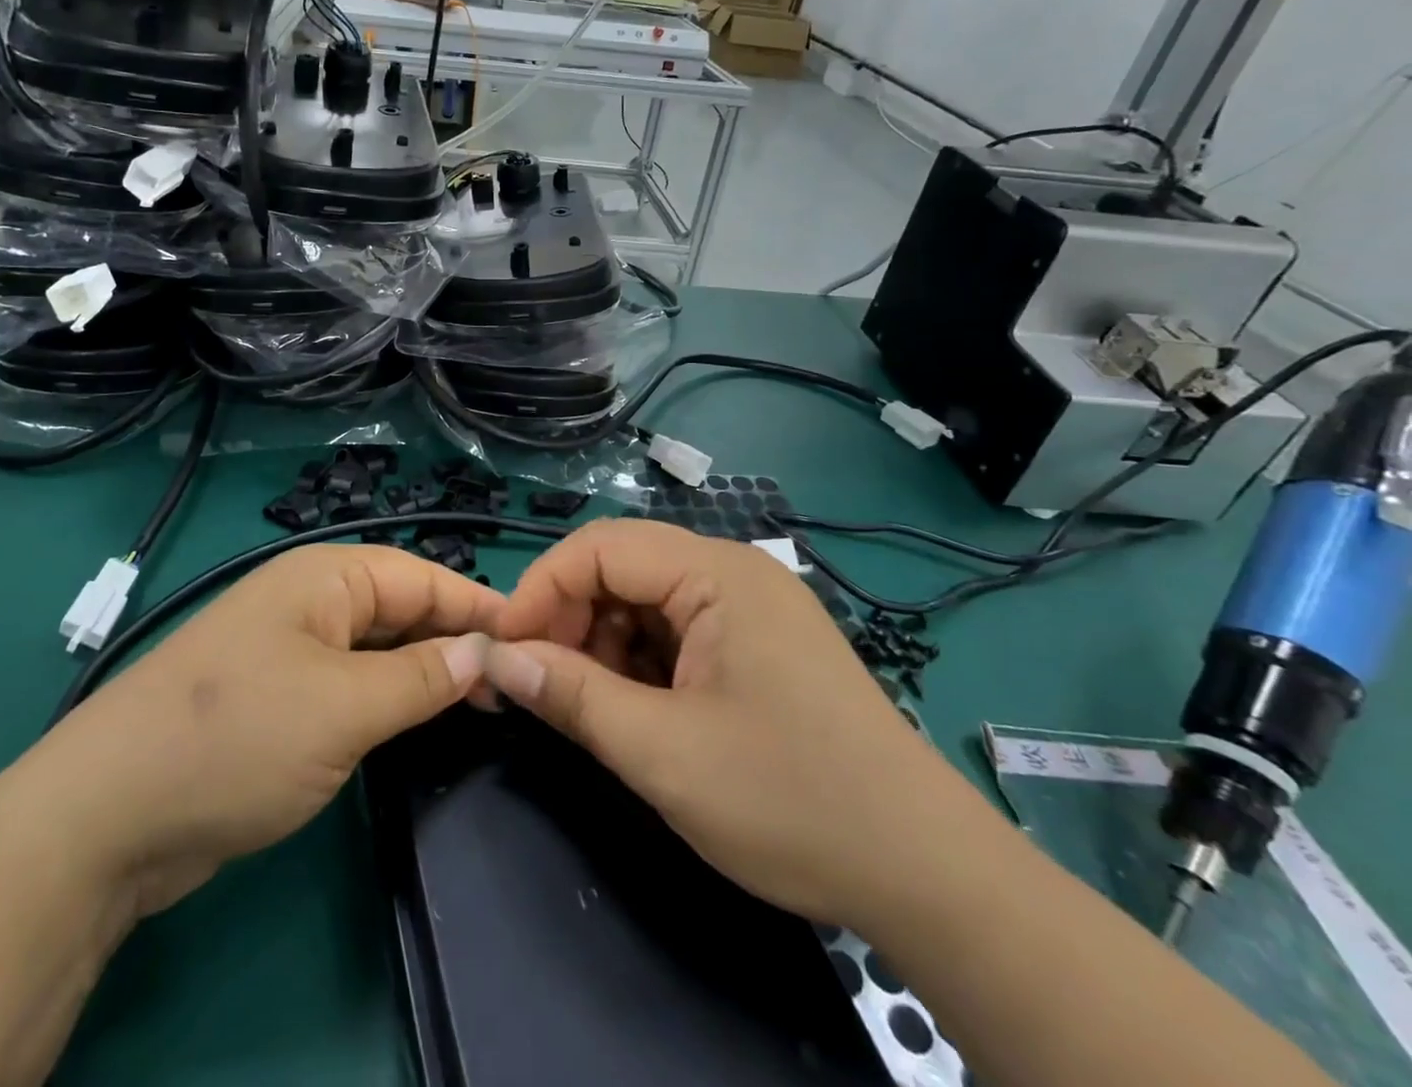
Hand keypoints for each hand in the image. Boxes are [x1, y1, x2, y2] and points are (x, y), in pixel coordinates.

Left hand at [38, 547, 498, 913]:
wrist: (107, 816)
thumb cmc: (239, 736)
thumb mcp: (344, 706)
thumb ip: (421, 677)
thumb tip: (484, 652)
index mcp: (324, 577)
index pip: (421, 577)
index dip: (478, 607)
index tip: (534, 641)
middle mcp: (308, 602)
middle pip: (400, 609)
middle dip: (454, 642)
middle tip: (514, 687)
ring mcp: (289, 651)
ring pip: (376, 651)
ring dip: (422, 674)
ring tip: (481, 707)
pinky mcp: (276, 700)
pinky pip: (349, 686)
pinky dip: (386, 701)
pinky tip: (417, 726)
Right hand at [484, 519, 981, 929]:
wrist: (927, 874)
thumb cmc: (789, 800)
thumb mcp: (662, 752)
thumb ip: (570, 694)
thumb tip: (496, 659)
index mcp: (717, 572)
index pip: (600, 547)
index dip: (541, 590)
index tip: (505, 650)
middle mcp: (733, 570)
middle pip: (622, 568)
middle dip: (570, 618)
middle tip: (539, 682)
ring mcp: (750, 605)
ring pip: (644, 600)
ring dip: (602, 643)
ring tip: (588, 704)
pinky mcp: (758, 642)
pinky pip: (676, 629)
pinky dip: (640, 661)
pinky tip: (636, 708)